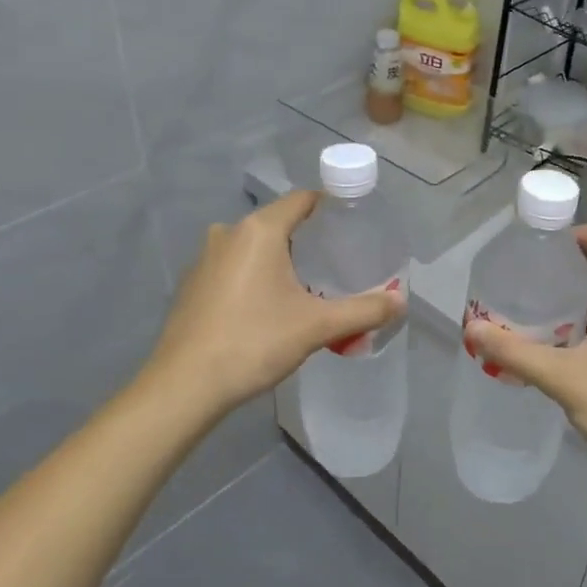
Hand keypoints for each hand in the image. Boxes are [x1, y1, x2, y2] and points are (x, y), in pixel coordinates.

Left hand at [147, 191, 404, 418]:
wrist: (185, 386)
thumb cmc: (254, 342)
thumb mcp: (317, 326)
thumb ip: (363, 310)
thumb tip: (402, 301)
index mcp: (259, 230)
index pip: (302, 200)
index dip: (331, 208)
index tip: (354, 227)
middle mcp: (229, 233)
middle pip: (279, 224)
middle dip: (310, 241)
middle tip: (338, 266)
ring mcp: (205, 259)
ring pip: (255, 248)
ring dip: (281, 262)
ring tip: (308, 289)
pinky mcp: (193, 285)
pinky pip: (234, 268)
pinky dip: (256, 278)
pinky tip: (268, 309)